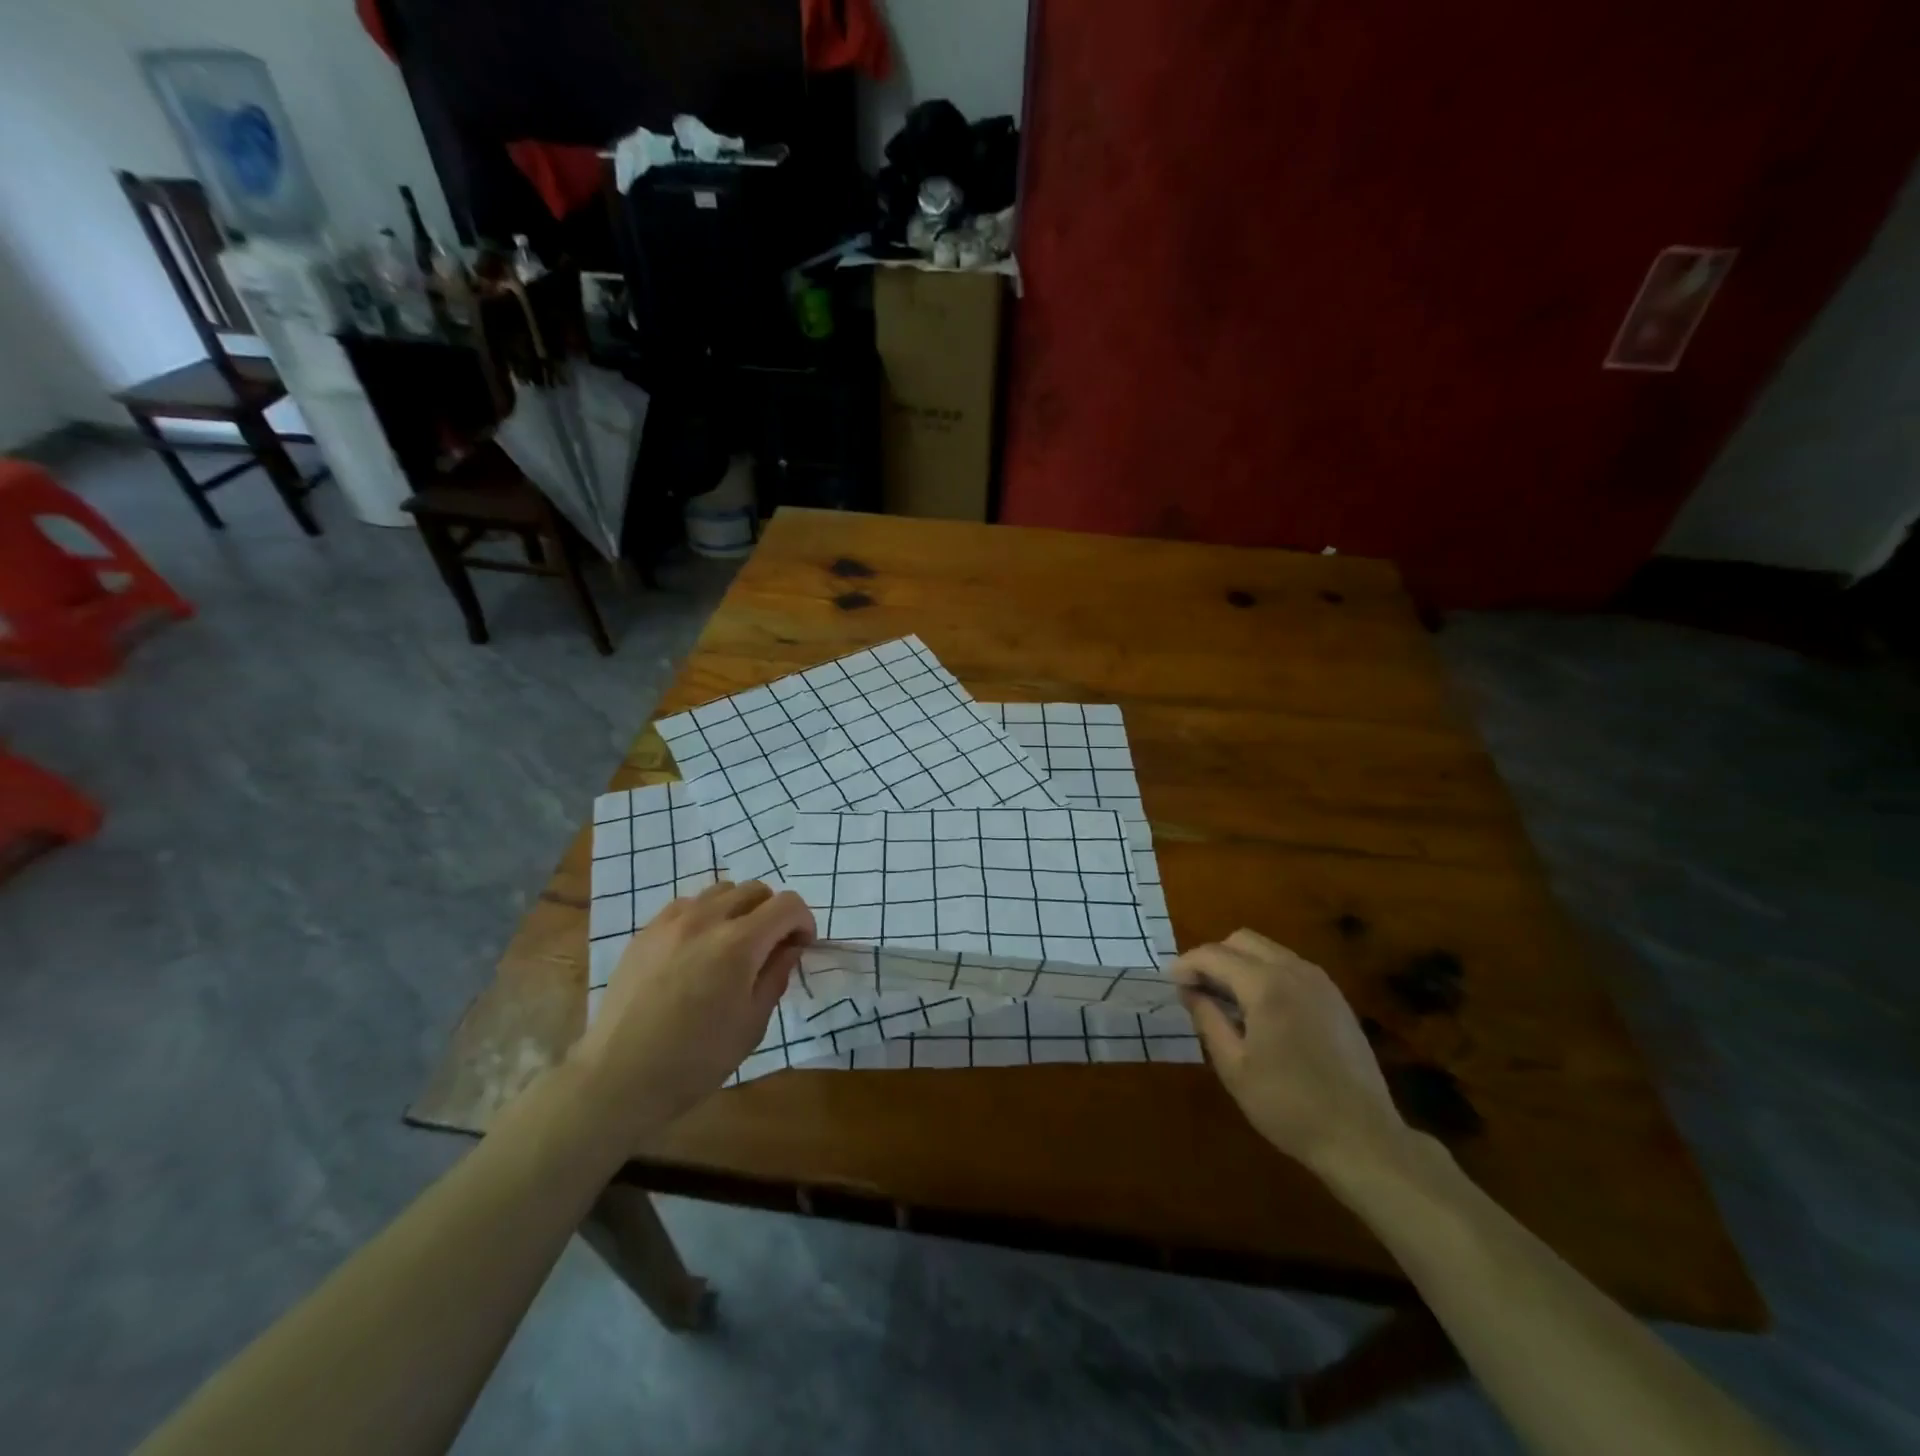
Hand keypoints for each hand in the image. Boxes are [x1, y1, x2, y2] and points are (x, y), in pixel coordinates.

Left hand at [569, 880, 814, 1137]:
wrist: (618, 1078)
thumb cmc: (696, 1060)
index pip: (787, 904)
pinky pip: (687, 905)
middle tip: (770, 947)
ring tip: (733, 945)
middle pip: (756, 890)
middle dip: (773, 913)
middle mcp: (706, 920)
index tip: (800, 946)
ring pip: (721, 891)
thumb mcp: (753, 1024)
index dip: (803, 921)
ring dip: (739, 909)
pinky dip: (705, 916)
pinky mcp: (646, 932)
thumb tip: (789, 947)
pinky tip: (698, 950)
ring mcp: (671, 922)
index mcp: (739, 943)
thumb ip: (776, 975)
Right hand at [1172, 929, 1409, 1179]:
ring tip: (1226, 1001)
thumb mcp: (1234, 1067)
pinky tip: (1261, 1011)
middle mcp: (1294, 971)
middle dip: (1214, 957)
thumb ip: (1207, 1019)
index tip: (1170, 983)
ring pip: (1268, 950)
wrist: (1363, 1138)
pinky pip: (1290, 967)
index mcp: (1266, 985)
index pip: (1214, 955)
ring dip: (1240, 964)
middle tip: (1197, 989)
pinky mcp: (1335, 998)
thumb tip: (1189, 991)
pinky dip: (1266, 974)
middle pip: (1242, 941)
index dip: (1186, 964)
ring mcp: (1320, 982)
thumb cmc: (1289, 1106)